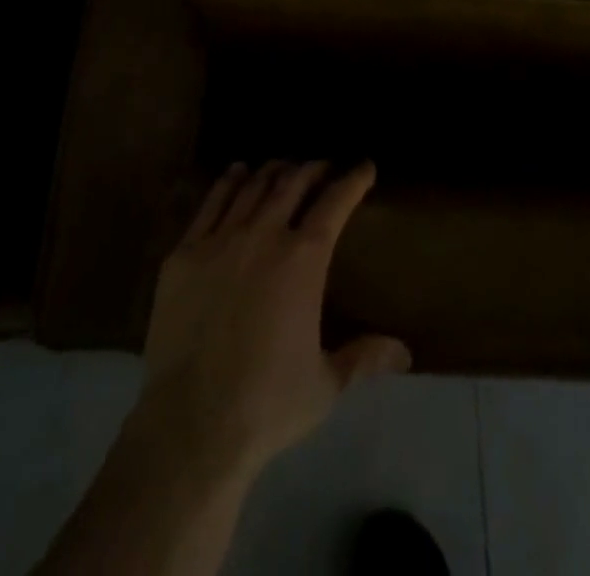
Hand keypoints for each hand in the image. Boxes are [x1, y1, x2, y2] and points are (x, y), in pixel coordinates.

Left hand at [136, 161, 410, 481]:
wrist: (191, 424)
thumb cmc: (268, 404)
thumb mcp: (326, 384)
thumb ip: (363, 358)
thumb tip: (404, 352)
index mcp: (303, 260)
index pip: (335, 203)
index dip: (353, 180)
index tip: (364, 166)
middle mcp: (264, 235)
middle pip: (292, 183)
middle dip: (312, 168)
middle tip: (323, 166)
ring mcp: (220, 240)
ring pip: (252, 187)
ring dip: (273, 171)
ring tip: (284, 166)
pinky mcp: (184, 253)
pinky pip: (210, 204)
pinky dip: (228, 182)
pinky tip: (237, 173)